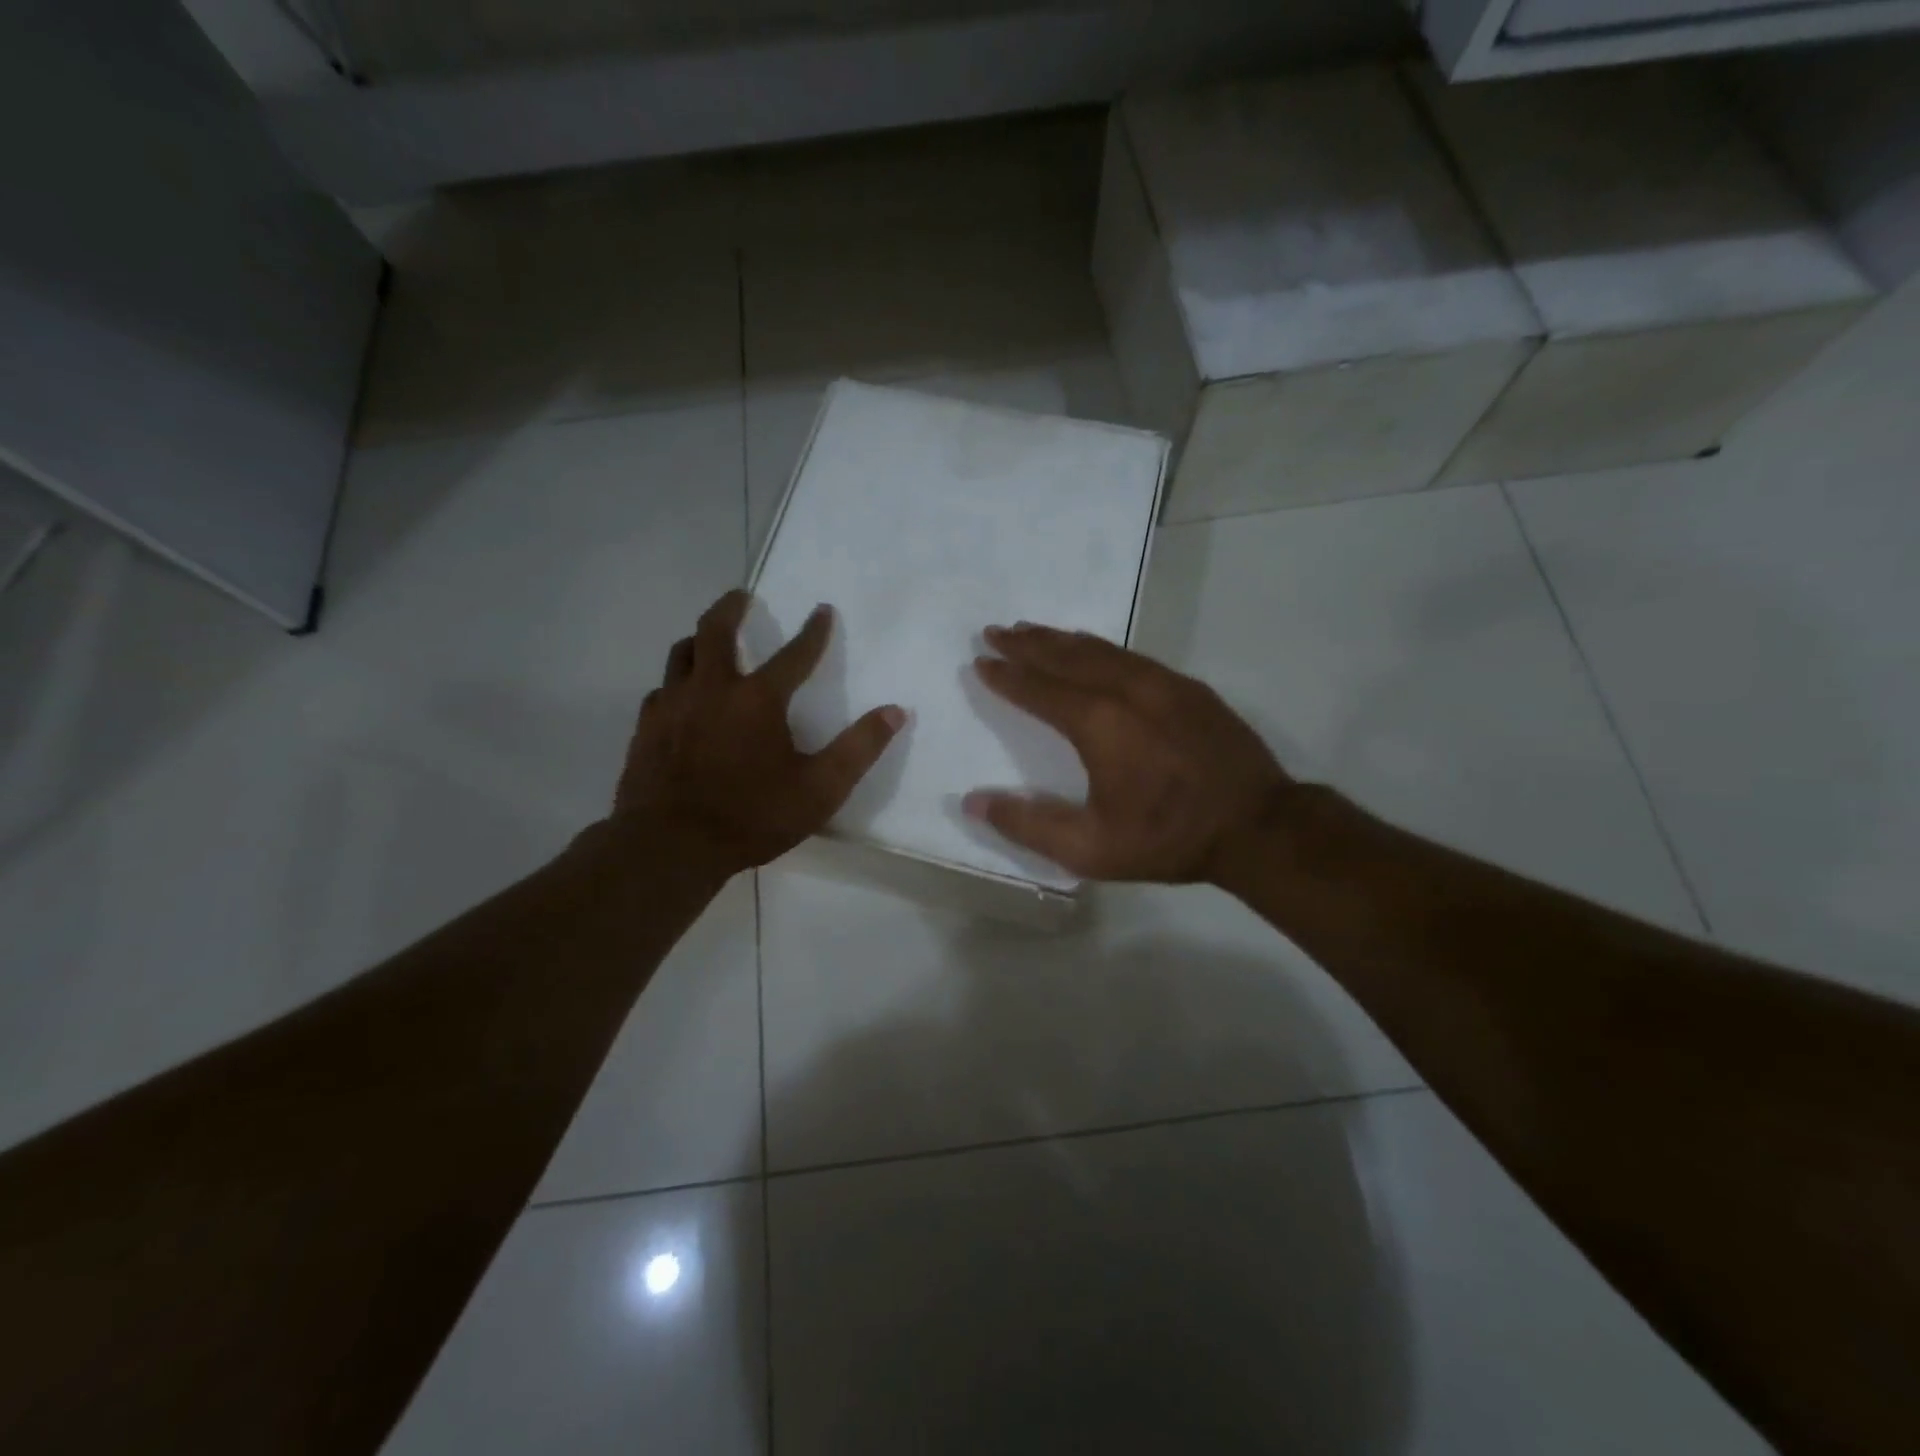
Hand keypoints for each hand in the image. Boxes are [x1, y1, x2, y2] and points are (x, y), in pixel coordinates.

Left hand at [612, 590, 904, 875]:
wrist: (669, 846)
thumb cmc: (752, 817)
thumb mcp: (820, 789)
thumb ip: (859, 748)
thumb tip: (895, 711)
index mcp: (758, 700)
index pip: (794, 654)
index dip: (814, 631)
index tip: (822, 609)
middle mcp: (712, 689)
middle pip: (716, 630)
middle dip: (732, 607)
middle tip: (742, 596)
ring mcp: (672, 706)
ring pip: (681, 653)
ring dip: (699, 639)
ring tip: (709, 638)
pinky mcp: (646, 729)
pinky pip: (661, 690)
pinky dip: (676, 683)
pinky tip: (680, 697)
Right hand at [962, 623, 1290, 883]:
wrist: (1257, 826)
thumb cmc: (1168, 838)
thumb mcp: (1090, 848)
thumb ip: (1028, 825)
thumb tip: (973, 802)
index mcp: (1098, 723)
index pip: (1039, 689)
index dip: (1006, 676)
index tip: (981, 661)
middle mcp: (1126, 690)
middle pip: (1066, 657)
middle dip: (1027, 644)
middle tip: (995, 632)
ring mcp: (1162, 683)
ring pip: (1100, 650)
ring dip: (1061, 639)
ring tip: (1033, 631)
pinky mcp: (1188, 687)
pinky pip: (1131, 655)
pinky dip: (1100, 647)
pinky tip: (1092, 649)